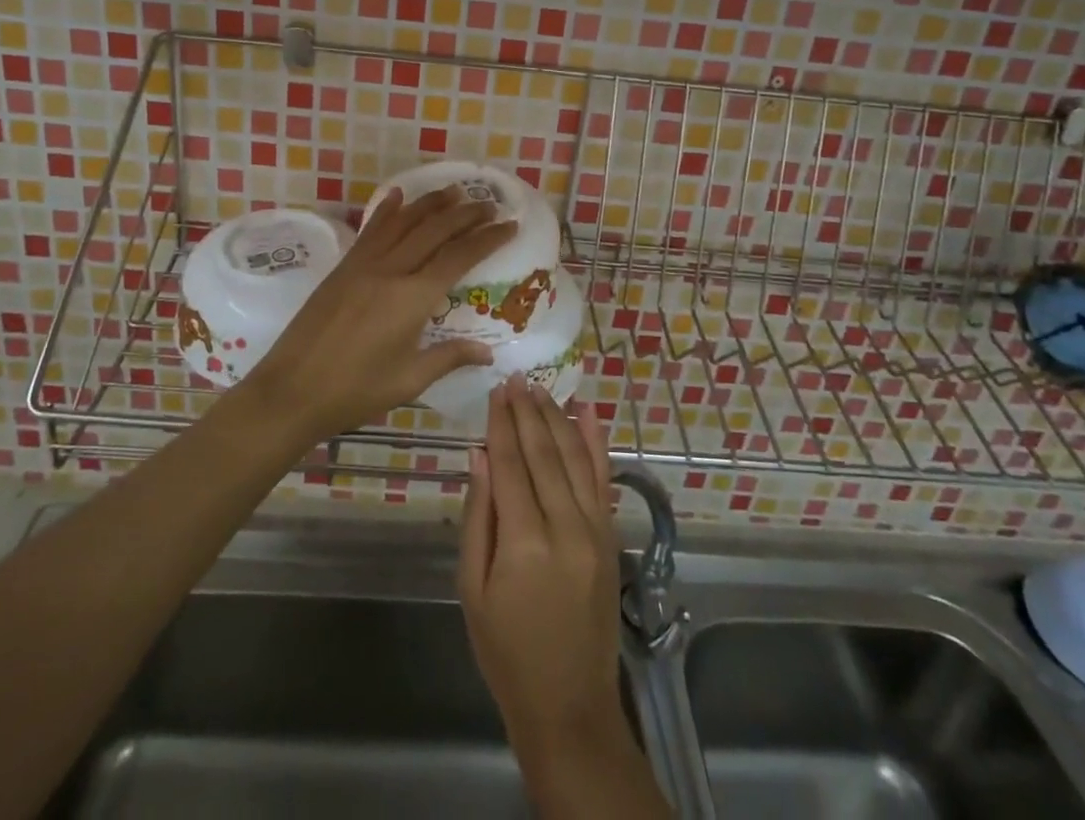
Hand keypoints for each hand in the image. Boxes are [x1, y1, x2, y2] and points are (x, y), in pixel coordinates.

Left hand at [242, 185, 514, 441]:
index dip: (487, 239)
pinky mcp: (343, 267)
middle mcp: (391, 270)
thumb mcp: (408, 380)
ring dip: (431, 204)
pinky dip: (388, 210)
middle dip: (466, 214)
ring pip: (404, 222)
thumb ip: (449, 358)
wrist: (291, 390)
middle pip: (435, 230)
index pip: (459, 257)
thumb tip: (488, 352)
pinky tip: (398, 195)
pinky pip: (372, 230)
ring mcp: (363, 264)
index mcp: (412, 298)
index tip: (509, 225)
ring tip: (455, 192)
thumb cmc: (354, 391)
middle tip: (489, 205)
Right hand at [459, 380, 624, 761]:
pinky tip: (588, 414)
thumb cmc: (507, 652)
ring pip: (575, 458)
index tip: (495, 391)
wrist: (569, 706)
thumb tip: (479, 455)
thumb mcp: (473, 590)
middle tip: (515, 378)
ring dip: (557, 418)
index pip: (510, 465)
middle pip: (543, 454)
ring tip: (541, 388)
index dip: (501, 424)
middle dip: (527, 412)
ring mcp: (595, 530)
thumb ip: (478, 517)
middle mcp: (565, 527)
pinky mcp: (611, 537)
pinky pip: (603, 479)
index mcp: (524, 543)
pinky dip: (596, 443)